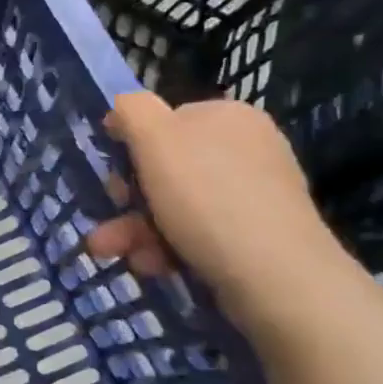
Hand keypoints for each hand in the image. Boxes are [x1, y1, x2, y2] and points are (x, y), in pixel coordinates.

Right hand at [85, 92, 349, 332]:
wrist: (275, 275)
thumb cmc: (207, 196)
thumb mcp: (155, 138)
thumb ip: (132, 110)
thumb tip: (123, 108)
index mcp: (227, 116)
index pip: (163, 122)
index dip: (130, 148)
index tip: (113, 177)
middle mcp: (246, 149)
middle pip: (165, 168)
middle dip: (127, 200)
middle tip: (108, 222)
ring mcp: (255, 194)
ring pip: (174, 206)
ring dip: (135, 230)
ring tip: (114, 253)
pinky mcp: (257, 237)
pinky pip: (197, 234)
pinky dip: (167, 249)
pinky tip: (152, 265)